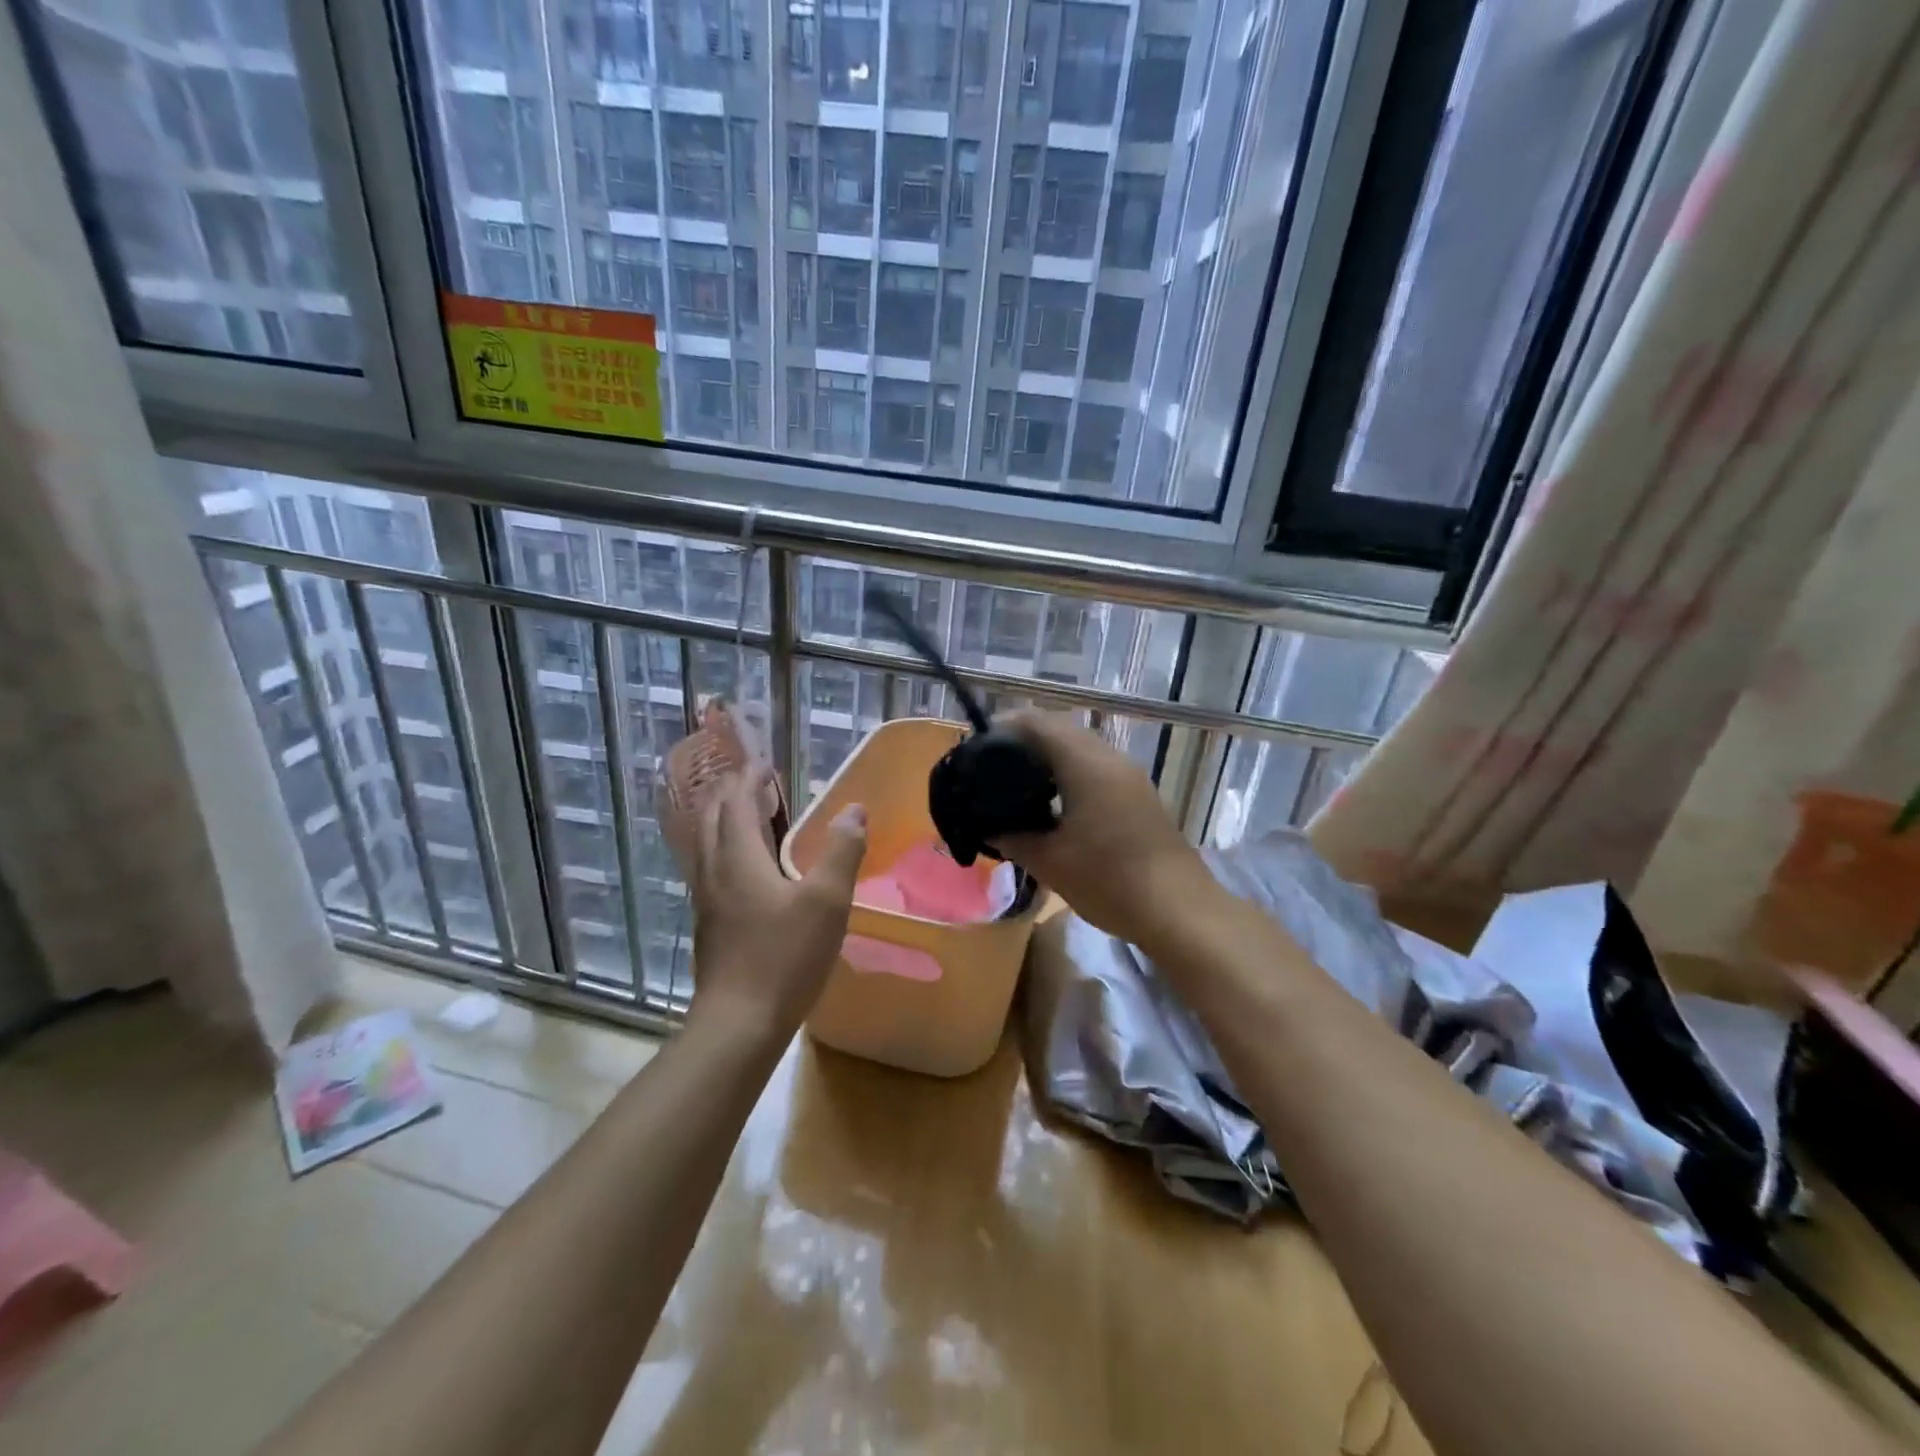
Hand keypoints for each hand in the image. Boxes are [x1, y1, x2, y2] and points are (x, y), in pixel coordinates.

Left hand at [687, 767, 866, 1043]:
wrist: (738, 1023)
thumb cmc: (784, 956)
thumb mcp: (827, 900)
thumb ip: (842, 850)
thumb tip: (854, 809)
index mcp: (738, 857)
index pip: (737, 802)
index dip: (750, 779)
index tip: (766, 764)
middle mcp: (714, 871)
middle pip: (714, 818)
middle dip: (734, 795)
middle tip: (760, 785)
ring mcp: (707, 900)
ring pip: (709, 845)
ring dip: (728, 822)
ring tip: (755, 819)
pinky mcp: (710, 925)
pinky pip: (713, 869)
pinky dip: (728, 850)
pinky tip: (750, 871)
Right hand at [987, 710, 1214, 948]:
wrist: (1179, 911)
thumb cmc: (1110, 881)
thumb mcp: (1050, 862)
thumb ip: (1013, 838)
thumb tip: (989, 828)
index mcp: (1086, 765)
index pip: (1039, 723)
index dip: (1005, 725)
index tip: (976, 744)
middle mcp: (1110, 759)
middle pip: (1061, 729)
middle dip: (1024, 740)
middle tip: (991, 764)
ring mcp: (1130, 776)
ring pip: (1081, 748)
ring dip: (1049, 756)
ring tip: (1017, 782)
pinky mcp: (1139, 795)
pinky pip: (1097, 767)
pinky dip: (1070, 772)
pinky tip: (1054, 802)